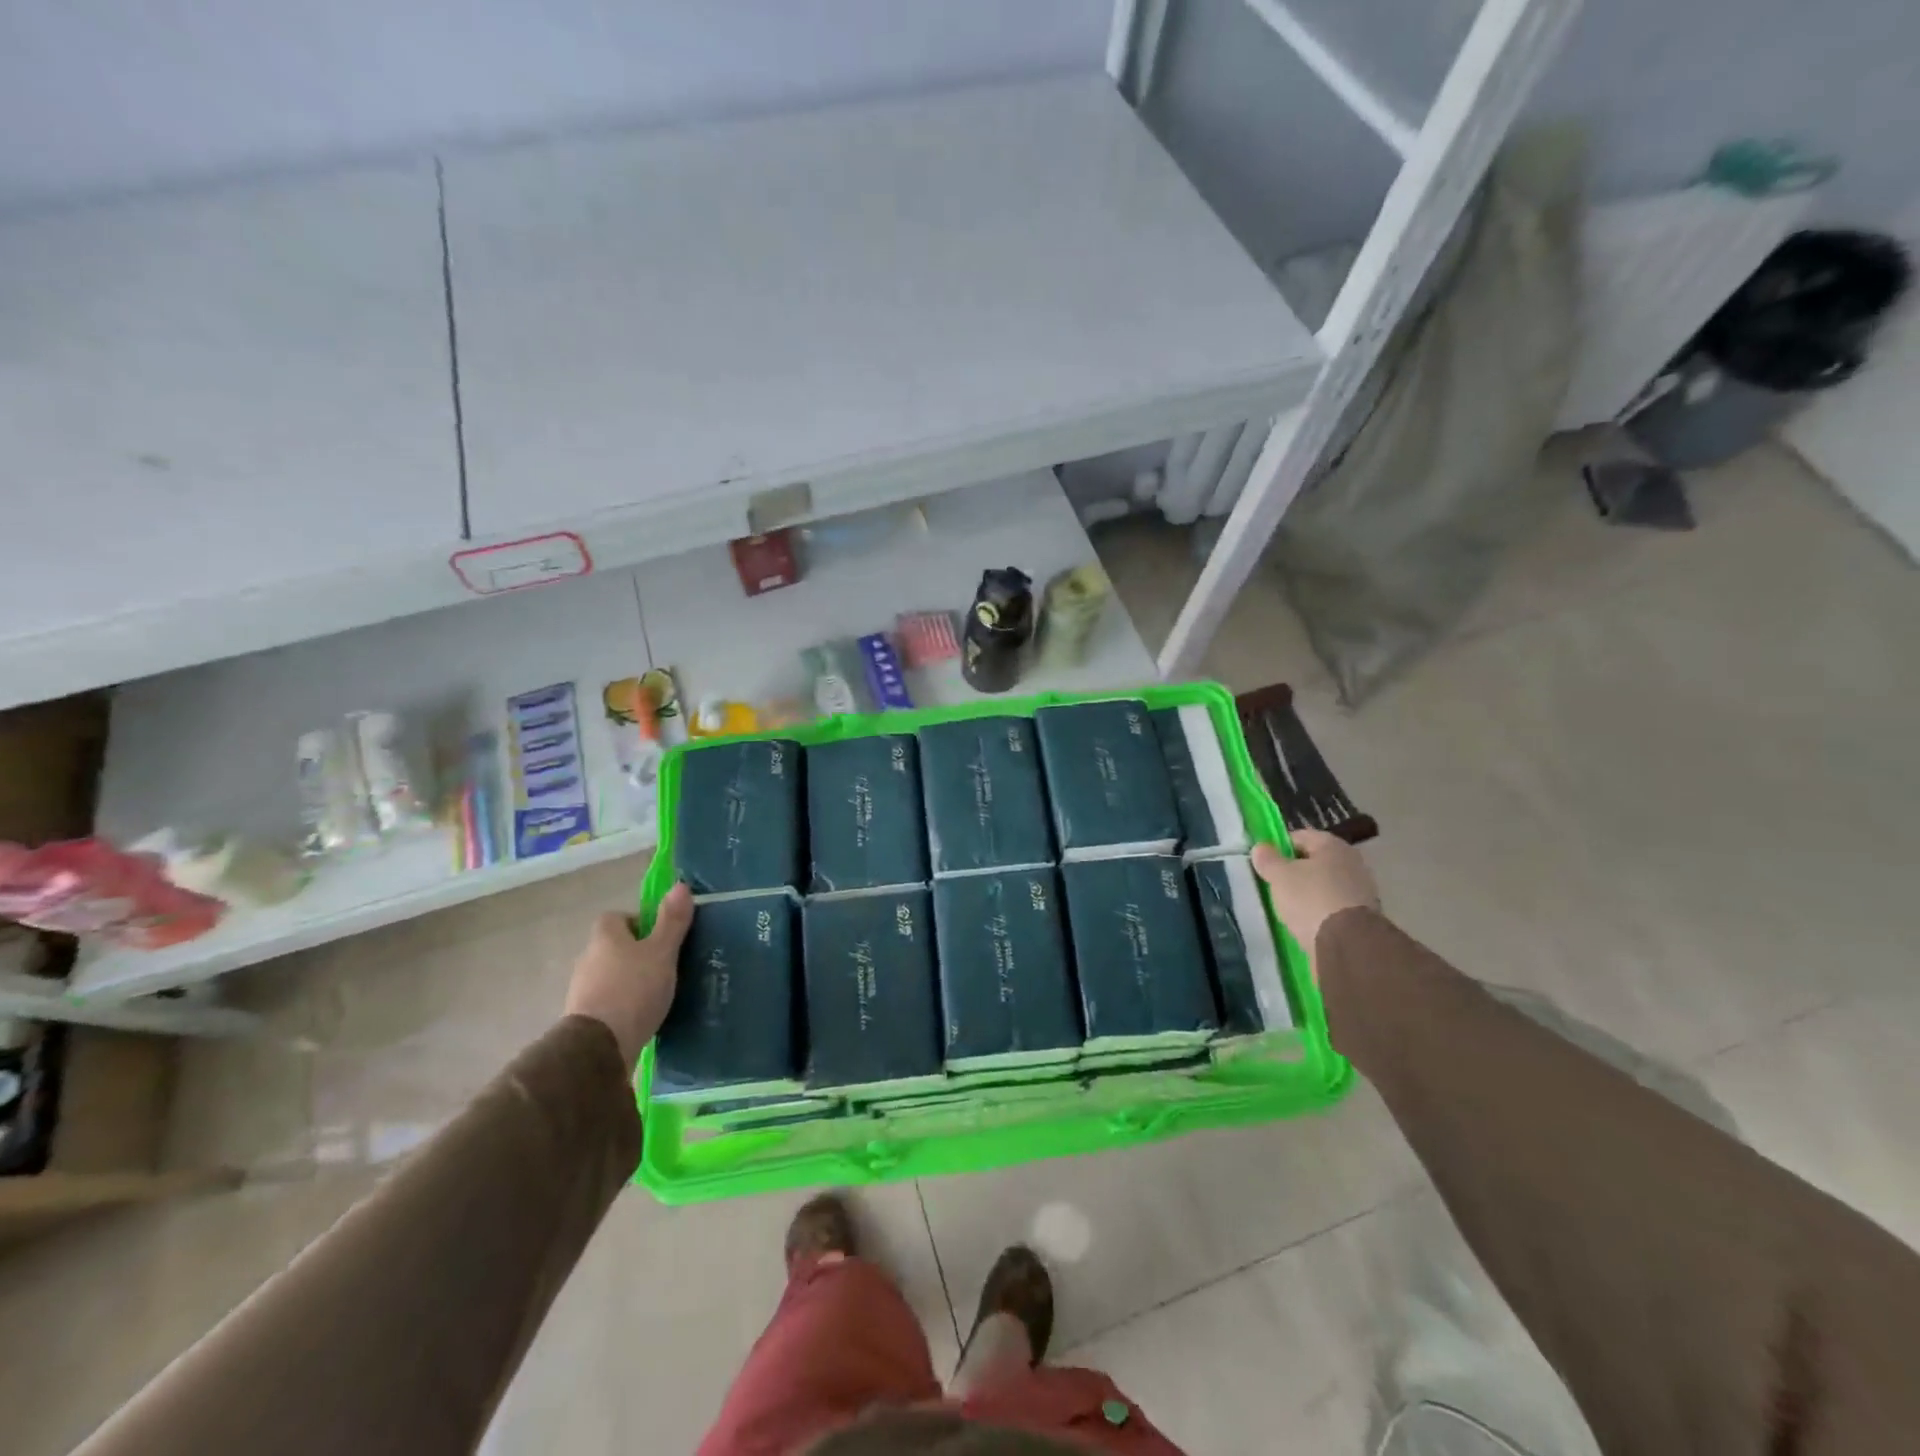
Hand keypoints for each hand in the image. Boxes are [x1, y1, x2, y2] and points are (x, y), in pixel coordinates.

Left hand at [563, 883, 692, 1067]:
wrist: (598, 1048)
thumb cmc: (633, 990)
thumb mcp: (662, 952)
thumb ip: (672, 921)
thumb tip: (680, 885)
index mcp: (605, 937)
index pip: (616, 917)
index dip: (638, 922)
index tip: (660, 937)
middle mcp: (588, 958)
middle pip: (613, 947)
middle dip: (636, 953)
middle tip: (664, 965)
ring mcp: (582, 990)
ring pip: (610, 975)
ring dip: (629, 980)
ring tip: (657, 993)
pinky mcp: (584, 1018)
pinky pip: (607, 1001)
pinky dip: (622, 1004)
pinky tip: (642, 1015)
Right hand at [1251, 830, 1378, 971]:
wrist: (1348, 945)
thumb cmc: (1310, 899)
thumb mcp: (1279, 876)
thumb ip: (1268, 859)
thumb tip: (1261, 848)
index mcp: (1333, 845)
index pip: (1299, 837)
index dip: (1279, 847)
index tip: (1264, 863)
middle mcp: (1352, 862)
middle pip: (1315, 862)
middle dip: (1295, 872)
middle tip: (1275, 885)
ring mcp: (1361, 890)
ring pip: (1325, 885)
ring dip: (1308, 893)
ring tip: (1288, 907)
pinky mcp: (1363, 916)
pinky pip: (1333, 907)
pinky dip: (1320, 912)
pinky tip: (1306, 923)